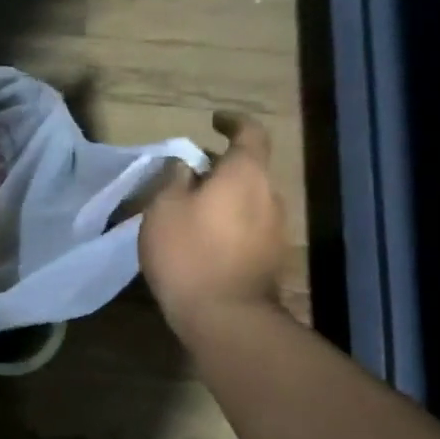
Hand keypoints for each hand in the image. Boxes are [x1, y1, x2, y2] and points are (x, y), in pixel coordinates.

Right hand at [140, 111, 287, 333]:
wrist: (225, 316)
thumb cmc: (188, 253)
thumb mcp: (163, 209)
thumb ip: (174, 180)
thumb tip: (186, 167)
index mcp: (245, 175)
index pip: (250, 134)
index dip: (233, 123)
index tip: (214, 122)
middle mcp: (269, 195)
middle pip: (248, 169)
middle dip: (220, 166)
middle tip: (187, 173)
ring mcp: (275, 229)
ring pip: (248, 199)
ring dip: (224, 196)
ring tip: (190, 208)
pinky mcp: (270, 258)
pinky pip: (249, 225)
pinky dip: (228, 221)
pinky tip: (202, 238)